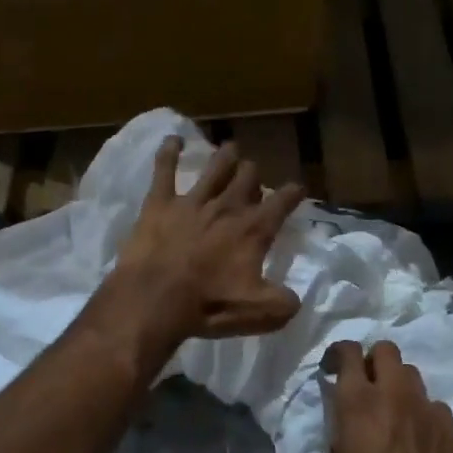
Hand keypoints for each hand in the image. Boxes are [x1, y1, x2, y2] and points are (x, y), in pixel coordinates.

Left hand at [113, 136, 305, 341]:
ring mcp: (193, 201)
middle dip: (254, 174)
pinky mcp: (160, 202)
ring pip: (215, 168)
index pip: (282, 202)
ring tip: (230, 149)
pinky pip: (164, 169)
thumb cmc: (209, 305)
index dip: (293, 193)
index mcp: (254, 230)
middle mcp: (227, 207)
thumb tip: (294, 298)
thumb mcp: (260, 313)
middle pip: (247, 178)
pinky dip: (169, 151)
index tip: (297, 189)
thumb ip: (284, 303)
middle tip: (253, 177)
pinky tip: (173, 139)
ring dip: (226, 157)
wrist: (155, 299)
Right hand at [310, 340, 452, 452]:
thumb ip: (329, 452)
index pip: (348, 351)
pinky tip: (416, 438)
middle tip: (363, 385)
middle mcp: (394, 395)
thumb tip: (338, 450)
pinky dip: (421, 413)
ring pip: (411, 375)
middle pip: (386, 350)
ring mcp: (427, 409)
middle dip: (372, 360)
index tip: (331, 369)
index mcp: (357, 402)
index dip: (337, 353)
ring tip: (390, 412)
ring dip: (397, 385)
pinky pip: (433, 406)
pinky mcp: (450, 429)